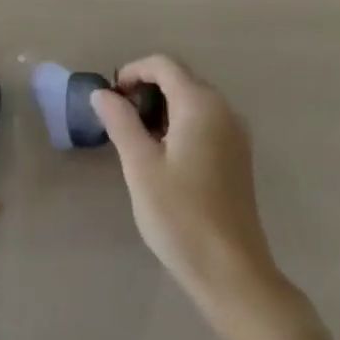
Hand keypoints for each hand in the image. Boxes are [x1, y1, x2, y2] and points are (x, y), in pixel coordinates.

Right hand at [92, 56, 289, 314]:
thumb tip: (103, 93)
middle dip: (145, 90)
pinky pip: (204, 122)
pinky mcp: (237, 157)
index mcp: (201, 104)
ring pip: (192, 101)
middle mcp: (224, 110)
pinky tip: (162, 156)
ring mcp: (235, 135)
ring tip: (135, 139)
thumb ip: (120, 121)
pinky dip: (178, 124)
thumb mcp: (140, 165)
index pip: (163, 65)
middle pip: (180, 79)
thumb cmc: (180, 215)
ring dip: (160, 108)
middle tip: (118, 119)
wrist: (232, 273)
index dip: (133, 72)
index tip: (110, 98)